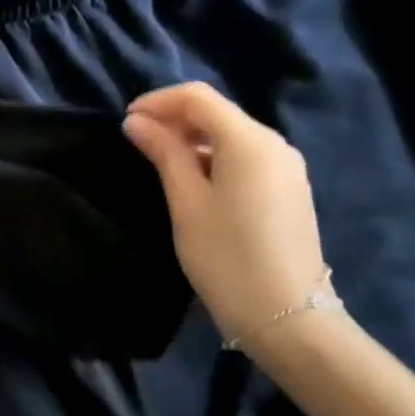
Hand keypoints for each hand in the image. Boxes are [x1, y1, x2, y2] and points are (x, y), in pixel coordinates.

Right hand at [123, 82, 328, 351]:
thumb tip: (137, 122)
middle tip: (137, 141)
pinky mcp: (289, 189)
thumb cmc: (226, 257)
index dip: (158, 101)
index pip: (198, 97)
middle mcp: (274, 144)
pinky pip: (245, 156)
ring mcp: (286, 167)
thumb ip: (164, 154)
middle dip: (174, 118)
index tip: (126, 120)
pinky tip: (192, 179)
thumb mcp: (186, 202)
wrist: (288, 317)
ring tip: (158, 159)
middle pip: (217, 112)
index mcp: (249, 141)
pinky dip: (213, 156)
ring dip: (192, 138)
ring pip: (231, 134)